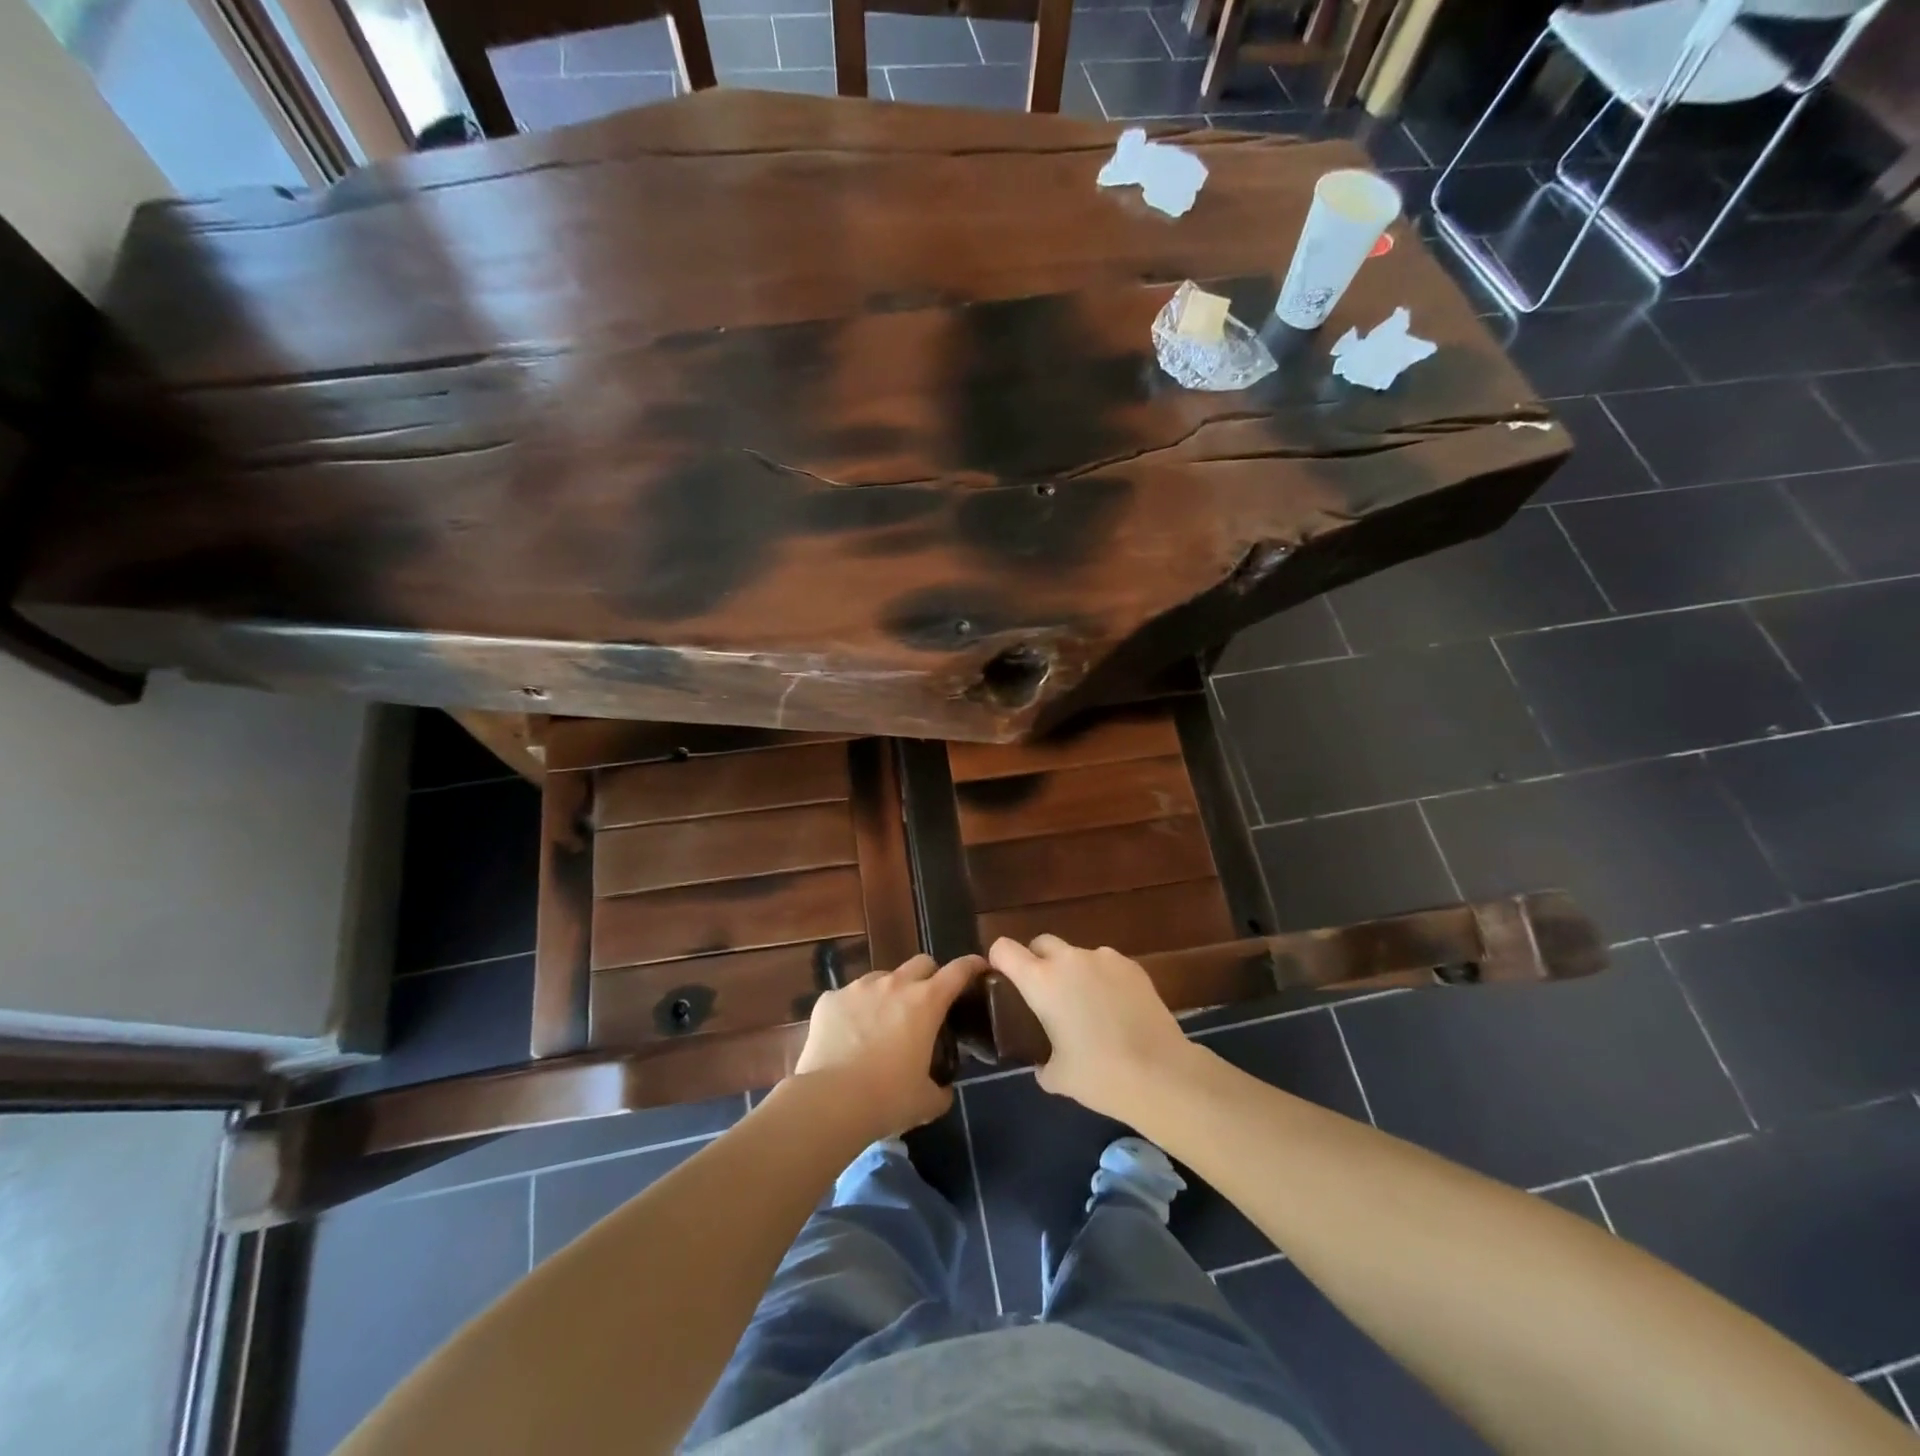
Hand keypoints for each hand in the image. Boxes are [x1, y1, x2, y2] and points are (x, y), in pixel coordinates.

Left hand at [794, 953, 982, 1139]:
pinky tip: (847, 1037)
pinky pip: (847, 998)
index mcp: (926, 1002)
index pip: (958, 971)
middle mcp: (894, 984)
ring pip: (882, 978)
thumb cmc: (888, 1099)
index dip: (971, 966)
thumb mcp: (926, 1102)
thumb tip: (943, 1089)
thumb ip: (941, 1090)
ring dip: (889, 993)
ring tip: (882, 1023)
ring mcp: (858, 988)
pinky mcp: (829, 999)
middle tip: (926, 1004)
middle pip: (921, 963)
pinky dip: (853, 1011)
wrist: (830, 1101)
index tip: (979, 968)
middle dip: (929, 977)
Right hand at [987, 935, 1192, 1122]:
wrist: (1161, 1074)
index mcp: (1041, 981)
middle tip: (1045, 996)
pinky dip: (1102, 979)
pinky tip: (1114, 1010)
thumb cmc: (1100, 1076)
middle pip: (1041, 943)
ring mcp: (1104, 958)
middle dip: (1036, 961)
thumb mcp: (1056, 1076)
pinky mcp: (1133, 966)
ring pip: (1076, 955)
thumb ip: (1040, 1060)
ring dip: (1072, 972)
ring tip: (1087, 1007)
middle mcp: (1069, 960)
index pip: (1004, 948)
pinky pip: (1105, 965)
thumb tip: (1042, 1060)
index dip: (999, 961)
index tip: (1003, 982)